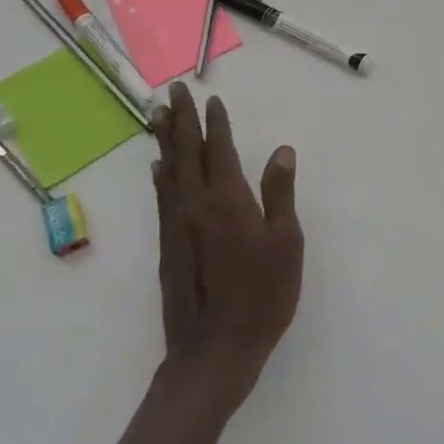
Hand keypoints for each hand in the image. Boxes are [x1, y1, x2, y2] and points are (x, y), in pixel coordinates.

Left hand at [152, 83, 303, 412]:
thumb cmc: (261, 297)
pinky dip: (160, 177)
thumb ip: (280, 193)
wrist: (213, 353)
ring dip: (164, 141)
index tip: (211, 98)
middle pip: (186, 152)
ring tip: (157, 116)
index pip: (219, 149)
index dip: (216, 123)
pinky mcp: (167, 247)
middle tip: (173, 91)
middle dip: (181, 119)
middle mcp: (195, 204)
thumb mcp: (286, 243)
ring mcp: (176, 226)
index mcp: (227, 199)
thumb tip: (281, 150)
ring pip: (168, 172)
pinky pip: (162, 198)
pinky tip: (157, 169)